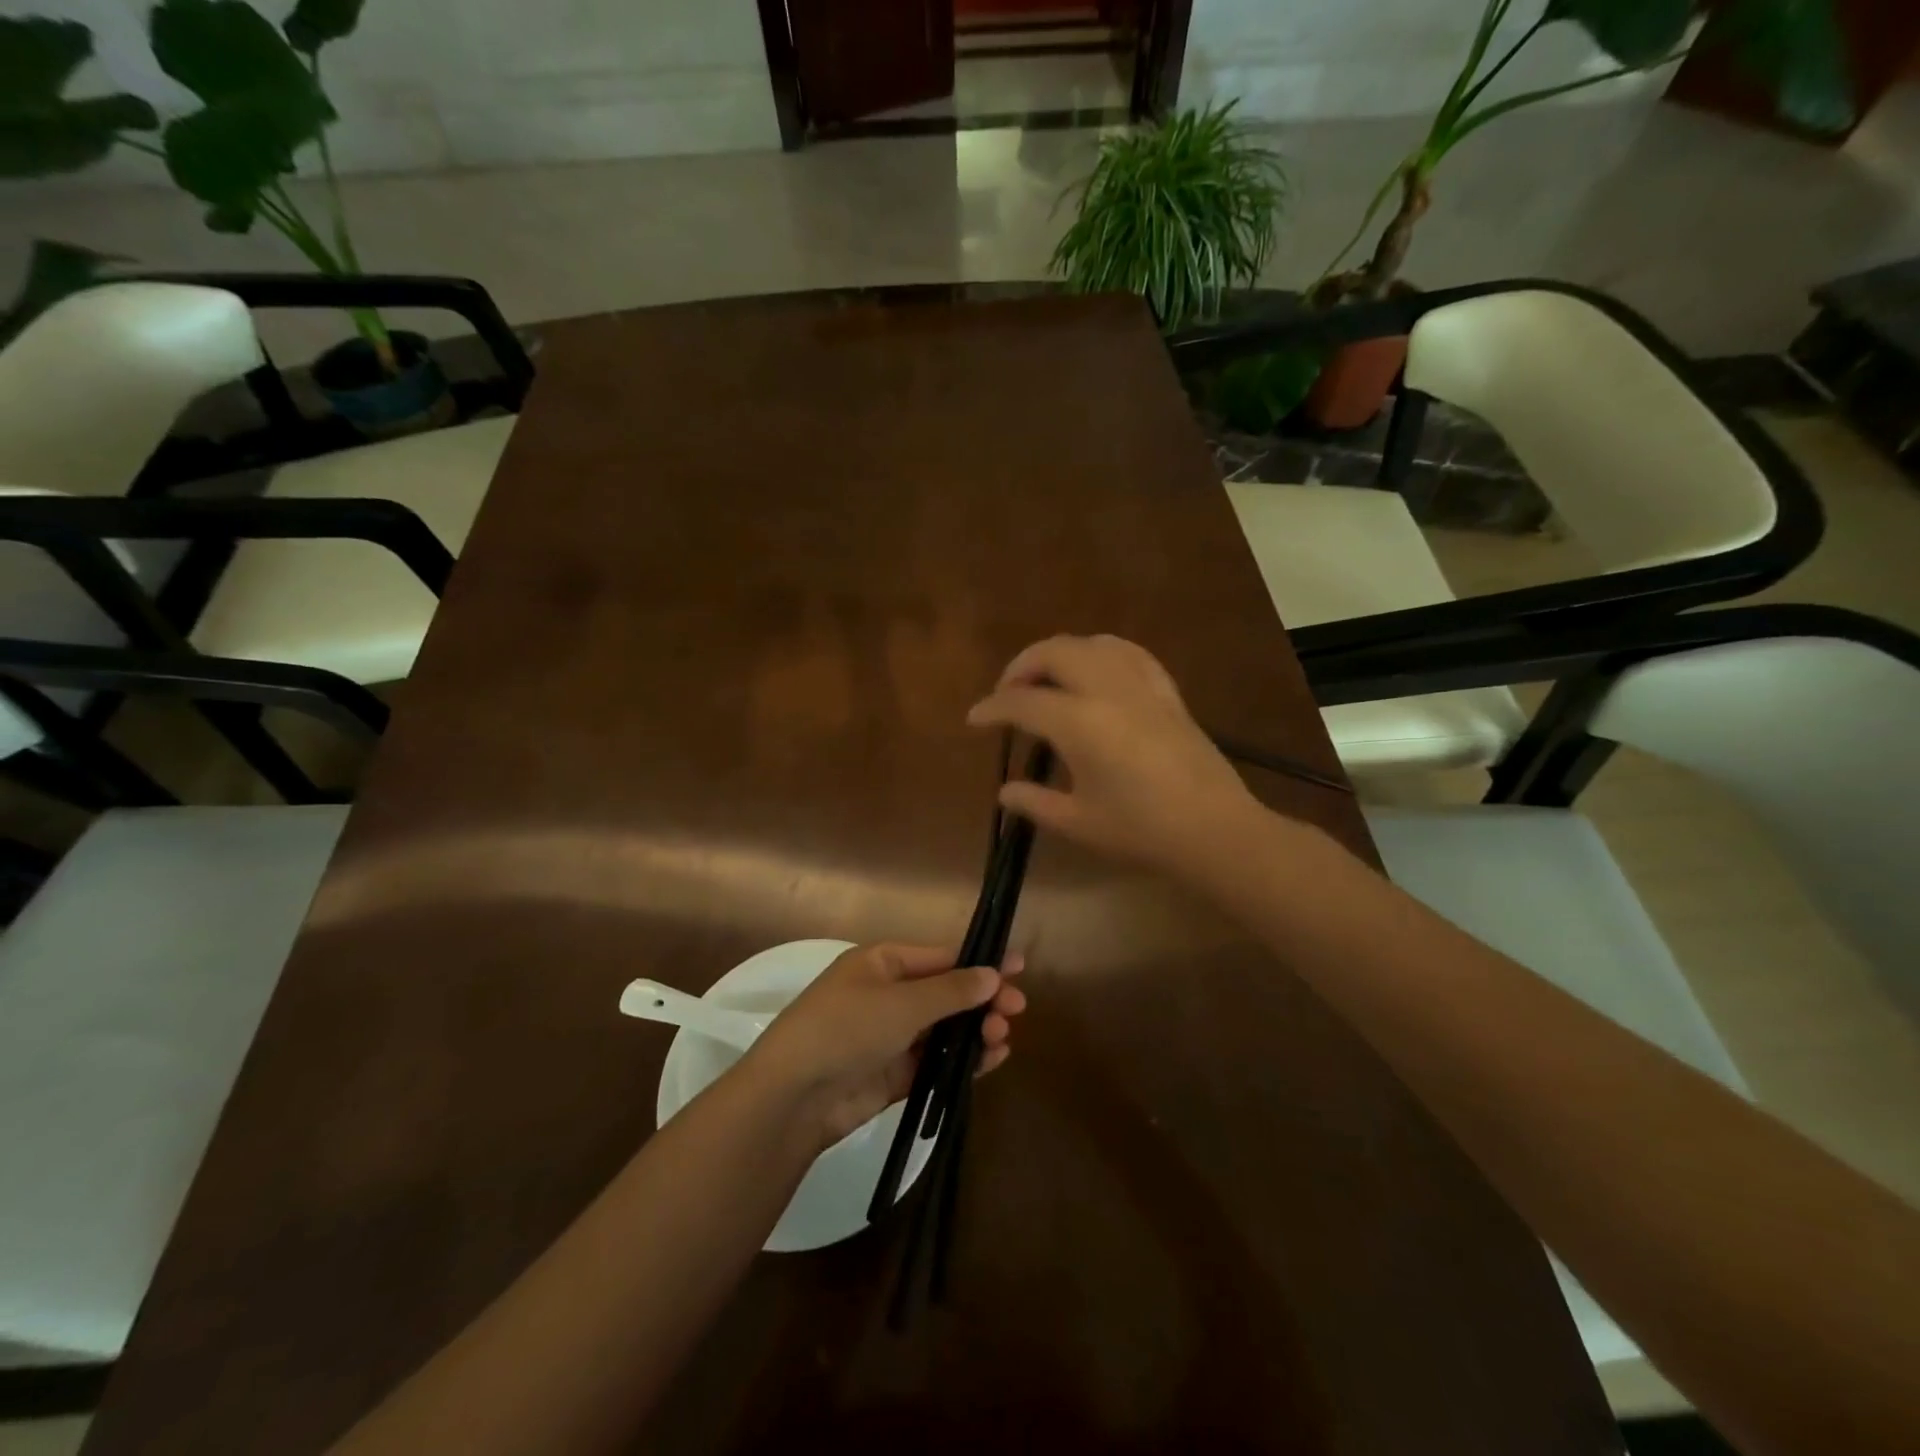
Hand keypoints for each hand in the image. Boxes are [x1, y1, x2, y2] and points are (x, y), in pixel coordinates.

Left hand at [742, 943, 1026, 1149]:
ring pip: (945, 1029)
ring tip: (1002, 1037)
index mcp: (883, 963)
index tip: (1019, 967)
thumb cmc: (846, 1028)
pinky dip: (963, 1060)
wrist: (794, 1096)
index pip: (941, 957)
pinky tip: (991, 1059)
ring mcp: (891, 1036)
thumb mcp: (902, 1002)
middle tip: (1017, 1009)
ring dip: (976, 1030)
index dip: (980, 962)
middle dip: (982, 999)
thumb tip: (992, 974)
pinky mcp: (895, 1074)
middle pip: (947, 993)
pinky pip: (937, 1061)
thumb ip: (951, 990)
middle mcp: (888, 995)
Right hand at [966, 634, 1260, 878]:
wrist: (1214, 831)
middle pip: (1053, 653)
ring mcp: (1140, 685)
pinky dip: (1100, 652)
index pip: (1021, 702)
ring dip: (1058, 654)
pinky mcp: (1166, 691)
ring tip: (1046, 680)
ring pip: (1090, 644)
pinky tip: (1095, 671)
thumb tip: (1005, 791)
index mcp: (1079, 723)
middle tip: (1007, 696)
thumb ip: (1034, 802)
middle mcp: (1106, 689)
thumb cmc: (1141, 831)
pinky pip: (1127, 652)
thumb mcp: (1078, 822)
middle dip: (1020, 667)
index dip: (992, 709)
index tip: (975, 720)